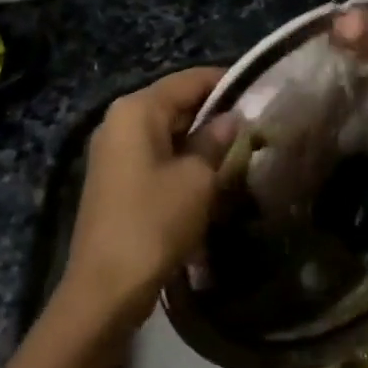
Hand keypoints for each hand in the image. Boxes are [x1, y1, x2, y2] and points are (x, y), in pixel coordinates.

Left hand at [61, 67, 236, 325]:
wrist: (106, 287)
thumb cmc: (154, 222)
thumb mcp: (197, 179)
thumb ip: (216, 141)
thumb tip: (233, 119)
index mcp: (137, 110)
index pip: (190, 80)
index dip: (226, 82)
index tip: (261, 91)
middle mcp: (120, 121)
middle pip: (176, 103)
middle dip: (215, 113)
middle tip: (257, 124)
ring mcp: (114, 151)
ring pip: (167, 131)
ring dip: (201, 139)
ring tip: (241, 148)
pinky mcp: (116, 178)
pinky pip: (156, 154)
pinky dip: (183, 159)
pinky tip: (211, 174)